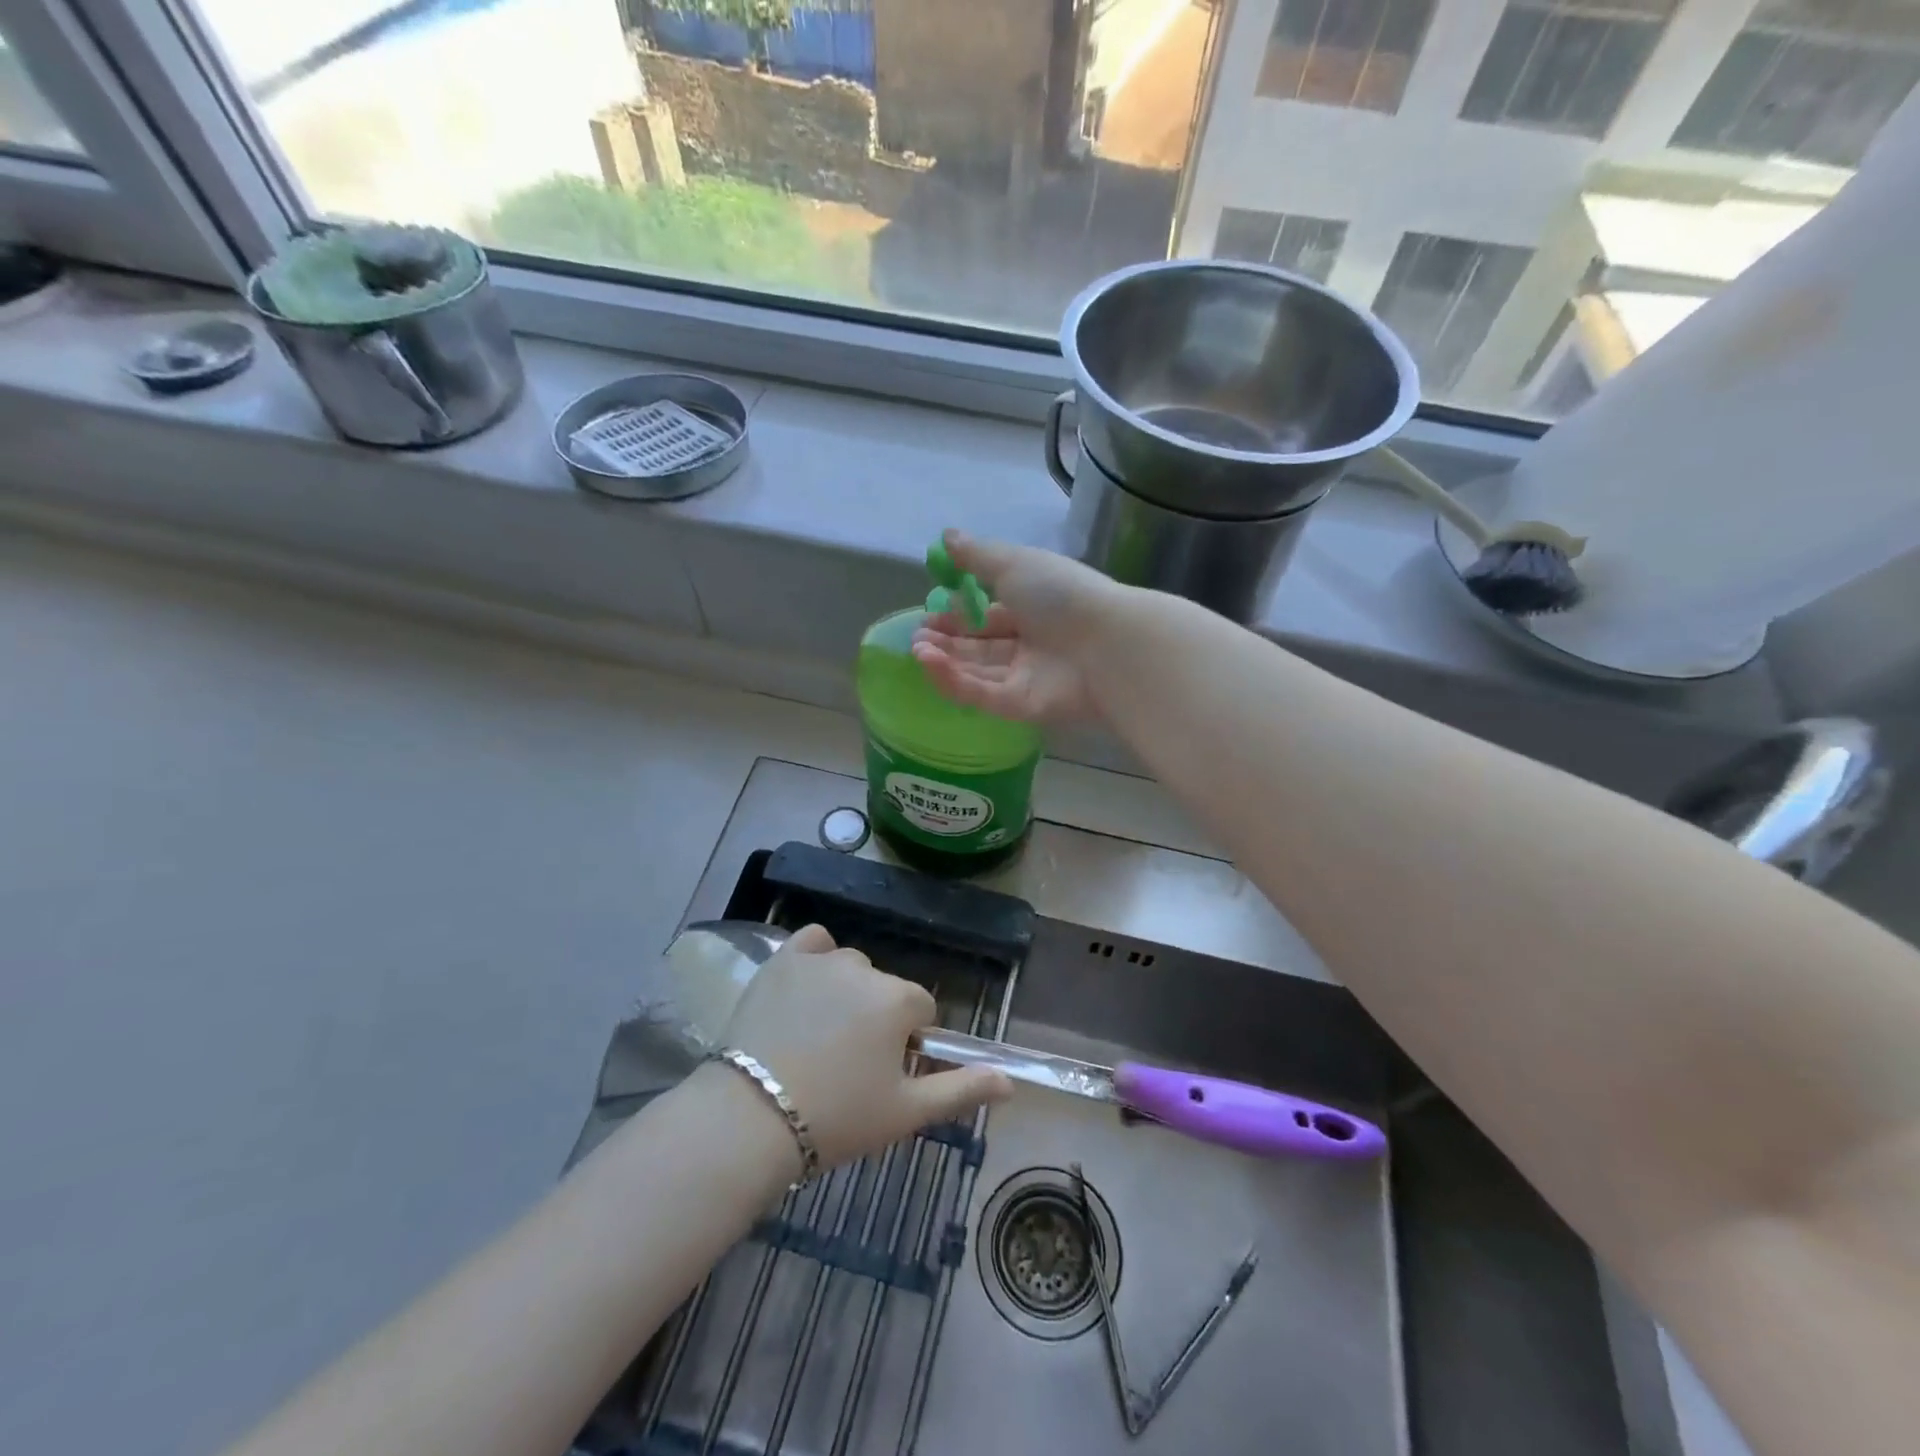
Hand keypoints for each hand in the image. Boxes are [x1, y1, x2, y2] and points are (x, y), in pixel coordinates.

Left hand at [720, 925, 1011, 1169]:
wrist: (751, 1119)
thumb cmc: (837, 1118)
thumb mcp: (906, 1112)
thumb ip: (962, 1090)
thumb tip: (1010, 1082)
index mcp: (898, 999)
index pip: (920, 1011)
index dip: (906, 1044)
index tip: (881, 1075)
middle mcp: (865, 969)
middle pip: (885, 989)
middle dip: (876, 1019)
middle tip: (846, 1065)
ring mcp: (820, 960)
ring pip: (850, 969)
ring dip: (846, 992)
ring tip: (817, 1037)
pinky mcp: (782, 960)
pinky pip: (813, 943)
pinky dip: (816, 958)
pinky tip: (805, 988)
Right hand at [910, 530, 1122, 724]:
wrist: (1106, 643)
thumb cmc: (1062, 594)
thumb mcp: (1015, 563)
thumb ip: (978, 555)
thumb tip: (946, 537)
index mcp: (1034, 609)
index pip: (990, 616)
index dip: (958, 615)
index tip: (928, 612)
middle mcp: (1031, 645)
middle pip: (981, 648)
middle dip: (947, 641)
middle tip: (917, 637)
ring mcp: (1027, 678)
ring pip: (977, 672)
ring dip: (944, 661)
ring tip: (917, 648)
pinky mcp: (1022, 707)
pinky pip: (982, 694)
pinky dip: (953, 680)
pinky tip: (928, 663)